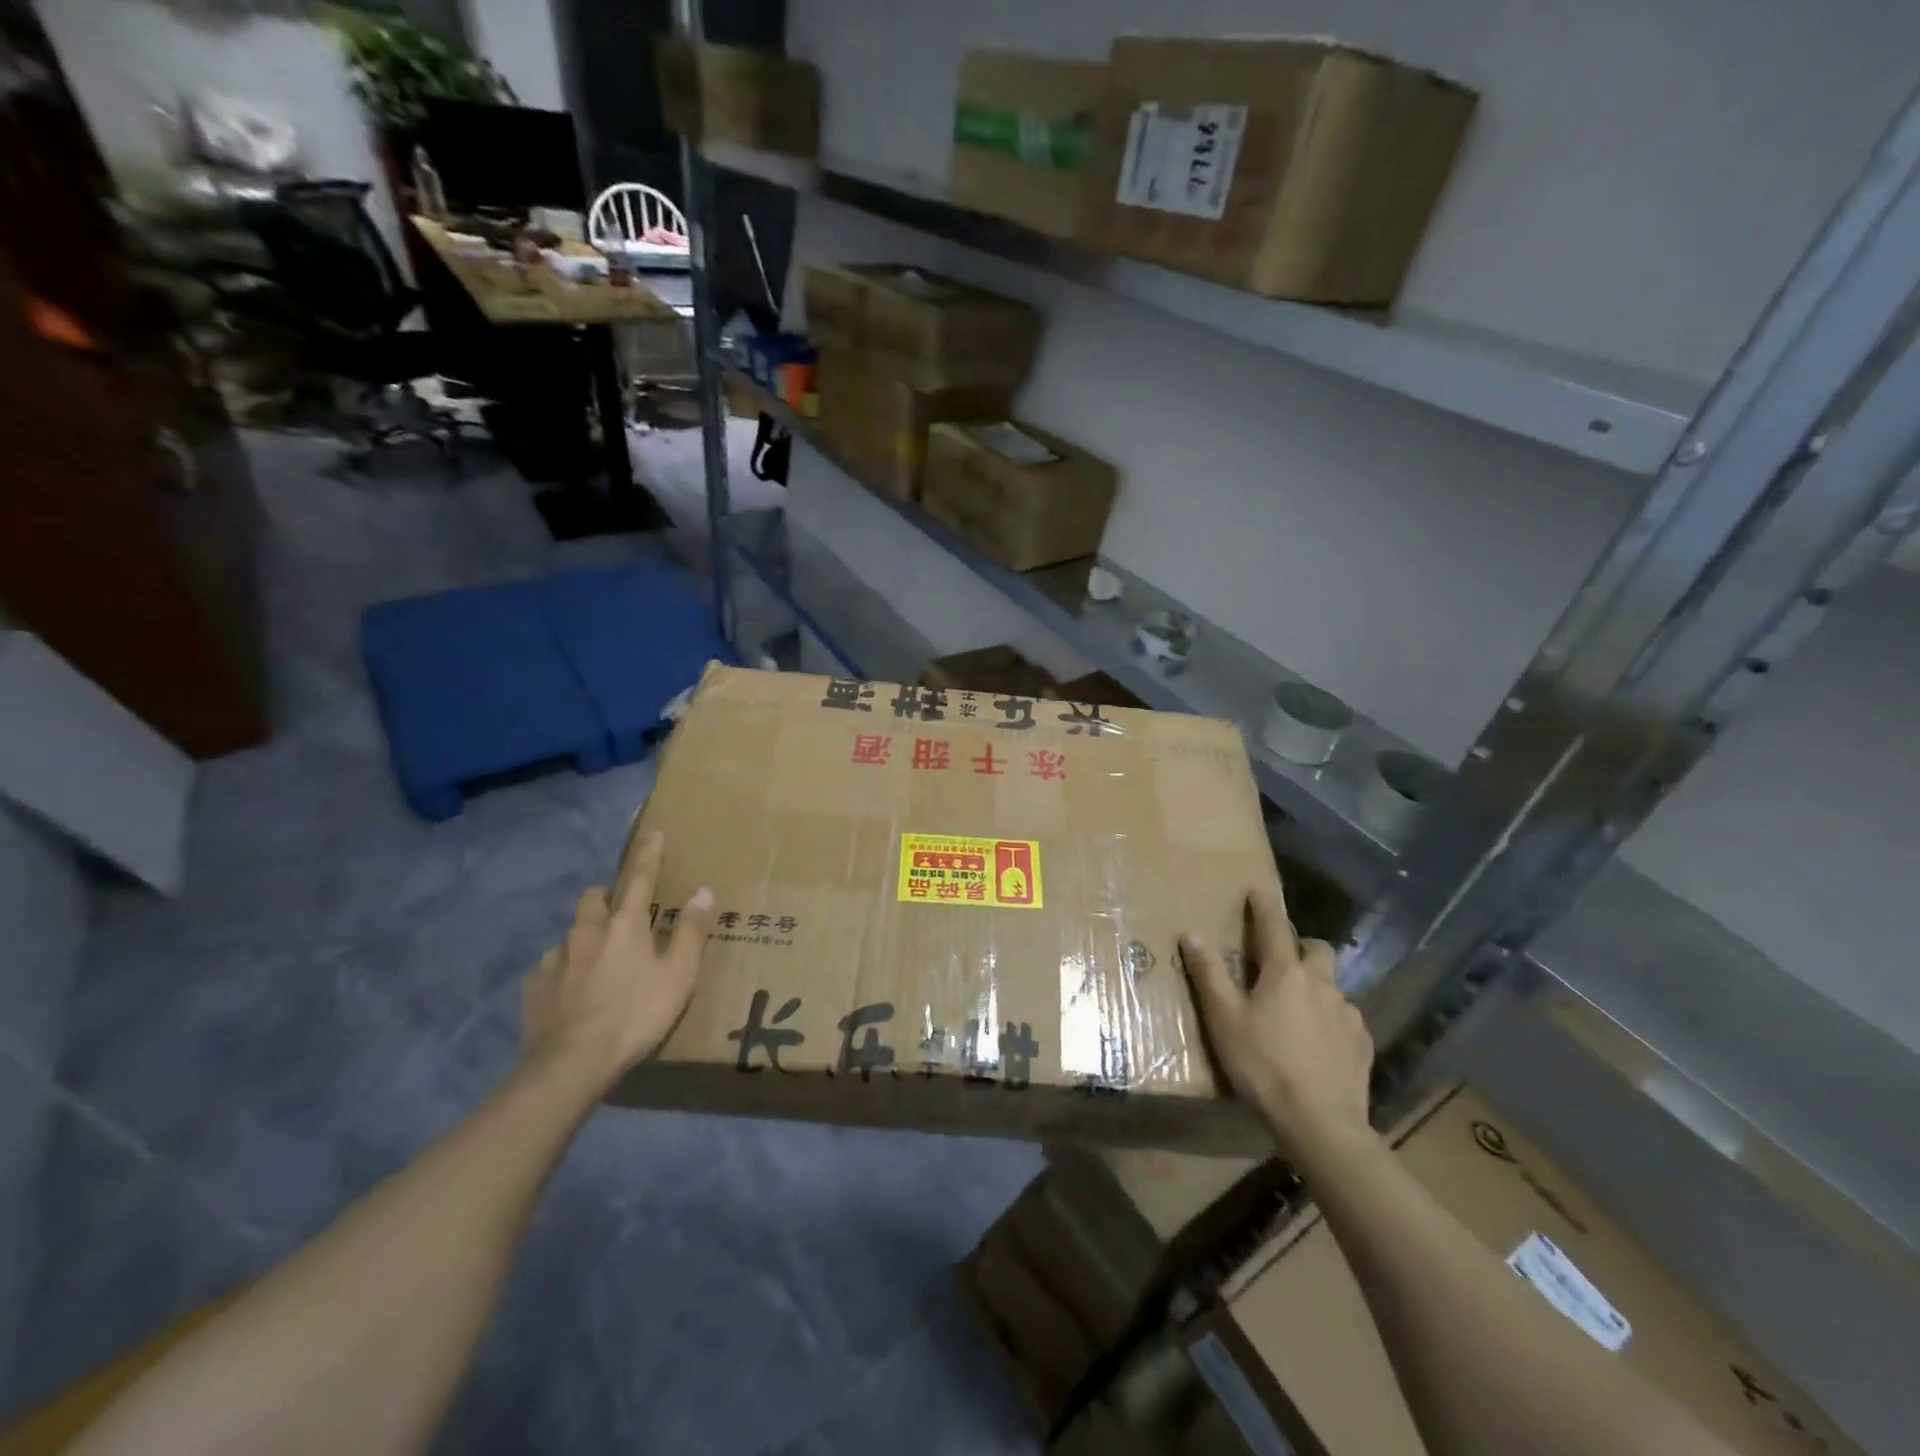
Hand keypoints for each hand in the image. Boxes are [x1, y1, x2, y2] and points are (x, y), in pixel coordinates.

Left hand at [520, 831, 714, 1095]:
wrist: (571, 1064)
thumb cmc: (636, 1015)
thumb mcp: (678, 976)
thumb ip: (690, 932)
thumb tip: (703, 891)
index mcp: (625, 925)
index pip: (640, 878)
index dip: (649, 855)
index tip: (653, 834)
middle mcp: (586, 932)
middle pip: (593, 897)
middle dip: (606, 894)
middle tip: (620, 910)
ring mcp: (555, 959)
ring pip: (571, 932)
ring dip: (586, 936)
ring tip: (598, 959)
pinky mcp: (534, 986)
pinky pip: (552, 966)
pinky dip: (565, 969)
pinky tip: (573, 991)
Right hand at [1180, 888, 1373, 1166]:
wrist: (1321, 1123)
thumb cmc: (1263, 1065)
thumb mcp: (1224, 1020)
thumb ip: (1209, 974)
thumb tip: (1192, 933)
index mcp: (1285, 973)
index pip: (1274, 926)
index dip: (1264, 906)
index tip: (1257, 890)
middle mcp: (1322, 984)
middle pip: (1317, 949)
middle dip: (1301, 946)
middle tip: (1281, 961)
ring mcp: (1348, 1014)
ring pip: (1332, 985)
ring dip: (1315, 987)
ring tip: (1296, 1011)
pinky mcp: (1363, 1044)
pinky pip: (1345, 1018)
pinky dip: (1330, 1020)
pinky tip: (1318, 1043)